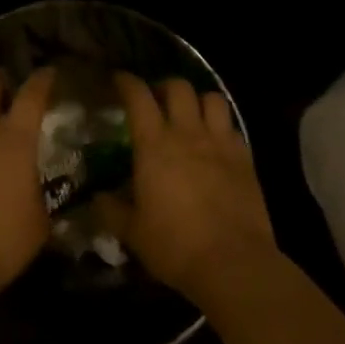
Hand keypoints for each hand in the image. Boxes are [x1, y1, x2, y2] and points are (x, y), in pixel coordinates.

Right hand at [100, 74, 277, 304]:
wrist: (233, 263)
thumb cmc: (175, 246)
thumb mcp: (133, 232)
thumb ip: (112, 210)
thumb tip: (98, 198)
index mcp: (154, 145)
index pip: (138, 96)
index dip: (127, 82)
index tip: (119, 80)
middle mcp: (187, 133)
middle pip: (178, 87)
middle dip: (164, 87)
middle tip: (156, 101)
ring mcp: (220, 143)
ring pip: (212, 98)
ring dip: (198, 100)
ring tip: (191, 115)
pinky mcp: (246, 159)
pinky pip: (233, 127)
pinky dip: (222, 127)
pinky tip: (216, 143)